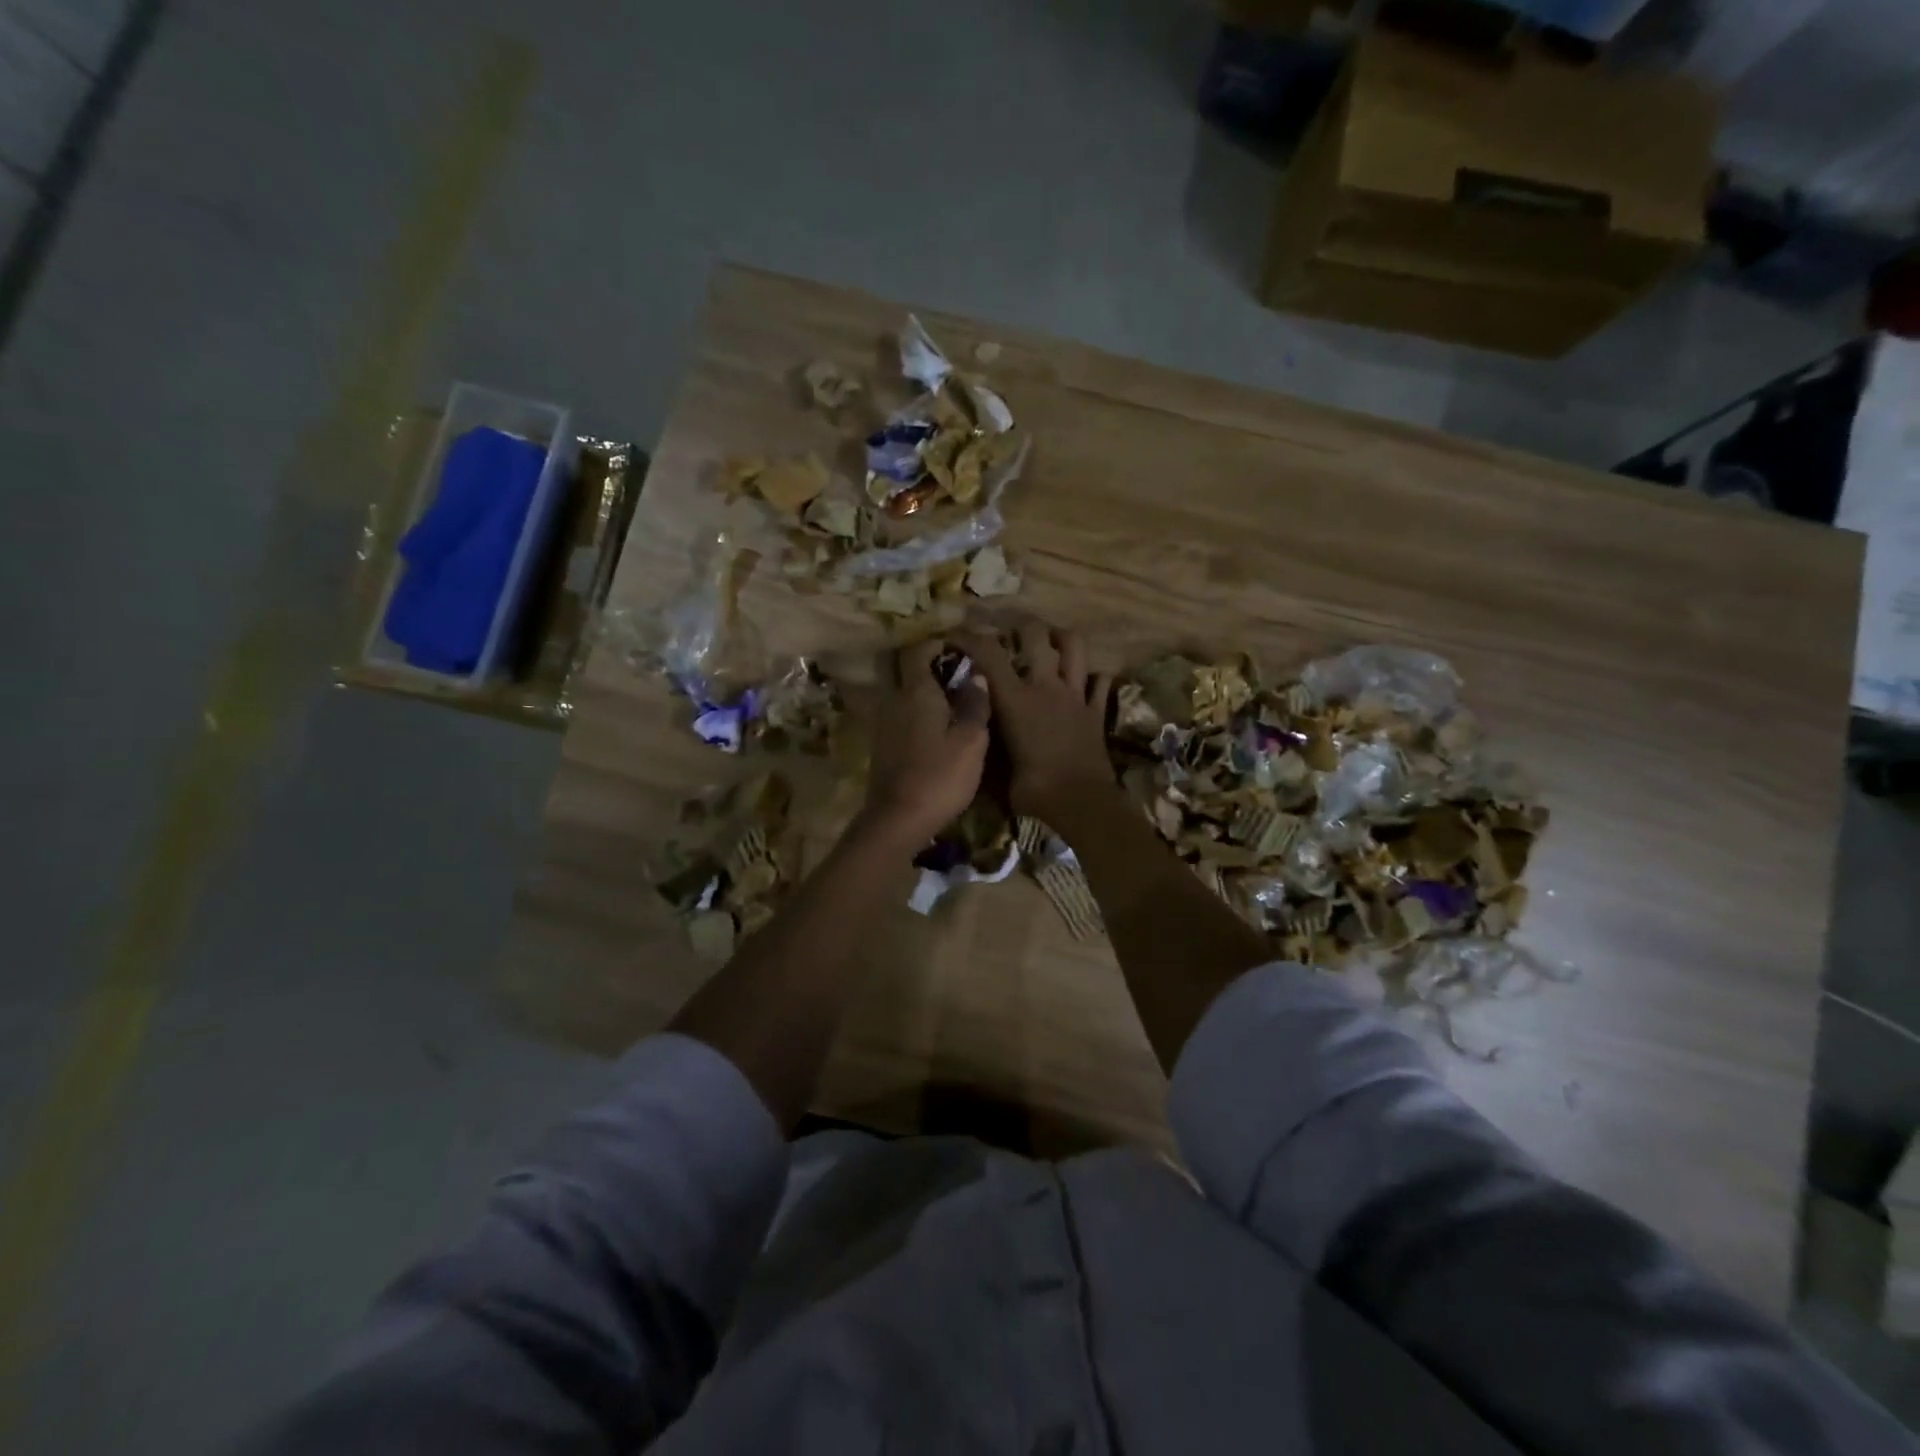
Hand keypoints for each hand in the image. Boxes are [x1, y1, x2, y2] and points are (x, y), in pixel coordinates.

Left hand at [860, 639, 991, 848]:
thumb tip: (977, 676)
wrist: (898, 820)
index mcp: (916, 691)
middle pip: (903, 669)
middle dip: (927, 665)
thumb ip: (975, 705)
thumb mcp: (972, 741)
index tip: (961, 650)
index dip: (938, 644)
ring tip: (952, 704)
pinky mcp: (882, 746)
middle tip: (956, 675)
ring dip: (922, 692)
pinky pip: (899, 715)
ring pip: (901, 693)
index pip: (918, 650)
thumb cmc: (940, 776)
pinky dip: (916, 714)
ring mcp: (884, 723)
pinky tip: (937, 731)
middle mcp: (894, 700)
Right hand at [955, 624, 1112, 822]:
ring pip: (1074, 647)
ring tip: (1050, 642)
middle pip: (1035, 634)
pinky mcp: (1096, 711)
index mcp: (1015, 699)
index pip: (988, 653)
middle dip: (1019, 625)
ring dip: (1061, 638)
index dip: (969, 637)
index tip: (956, 635)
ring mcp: (1075, 695)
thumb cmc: (1033, 790)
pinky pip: (1100, 681)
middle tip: (1010, 632)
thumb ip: (988, 743)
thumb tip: (975, 734)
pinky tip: (1083, 680)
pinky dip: (1092, 676)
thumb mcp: (997, 770)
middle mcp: (1045, 686)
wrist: (1081, 803)